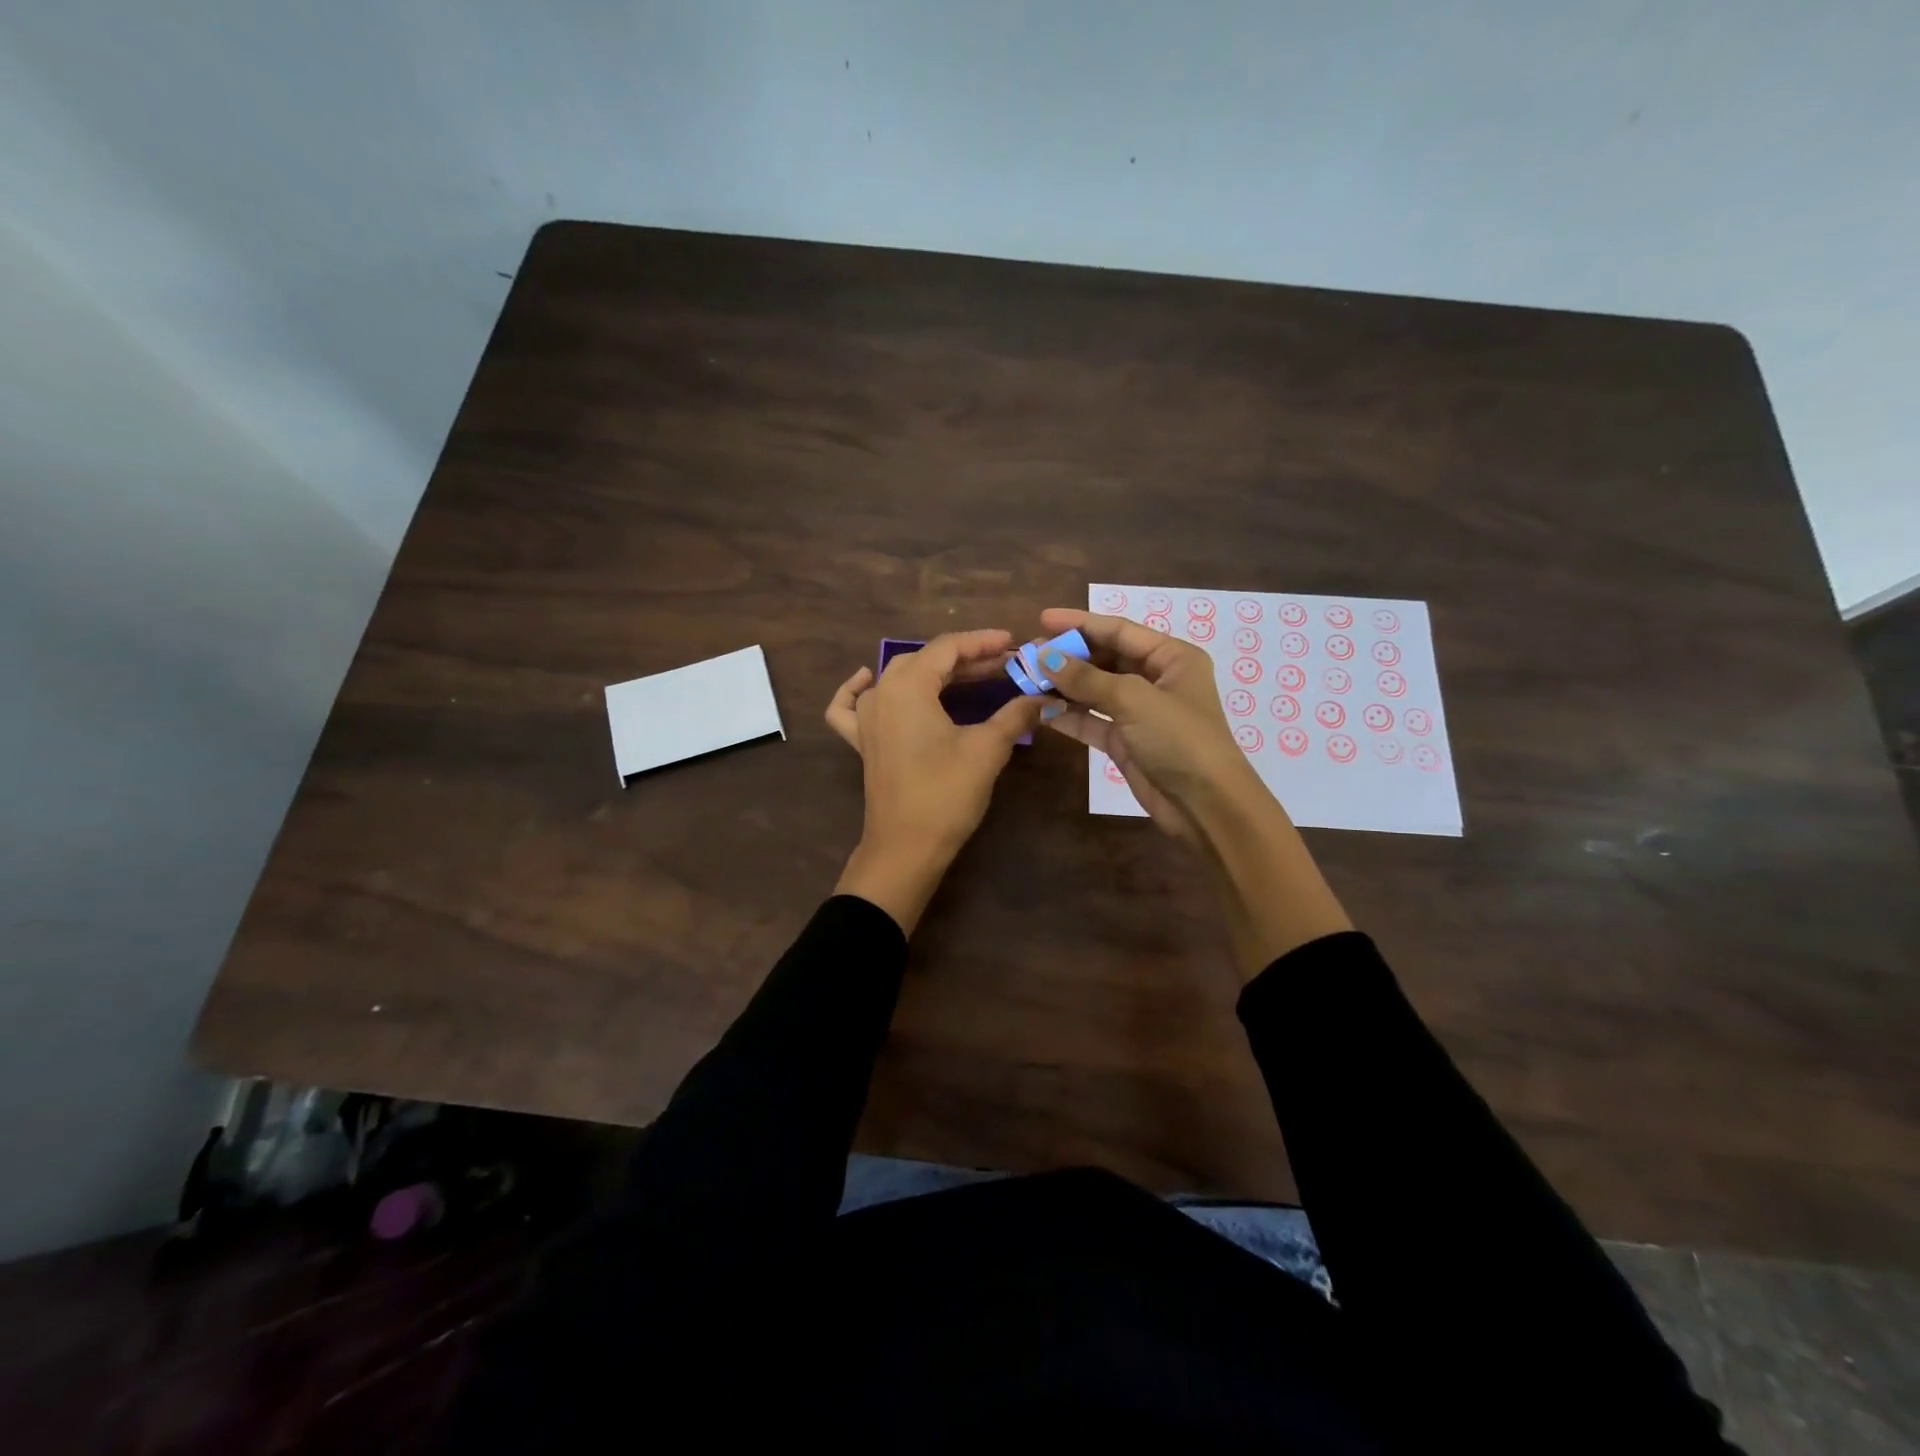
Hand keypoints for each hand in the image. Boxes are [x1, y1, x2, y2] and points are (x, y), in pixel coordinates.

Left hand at [825, 630, 1041, 931]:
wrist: (906, 848)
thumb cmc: (946, 793)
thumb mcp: (988, 749)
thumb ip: (1016, 715)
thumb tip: (1044, 697)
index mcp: (908, 687)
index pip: (948, 649)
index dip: (983, 642)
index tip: (1014, 643)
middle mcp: (881, 693)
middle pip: (925, 660)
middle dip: (966, 659)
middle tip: (1004, 665)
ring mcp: (866, 719)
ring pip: (897, 677)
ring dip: (933, 672)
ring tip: (970, 677)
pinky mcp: (862, 743)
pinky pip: (850, 706)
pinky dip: (856, 688)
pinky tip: (867, 680)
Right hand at [1034, 608, 1350, 974]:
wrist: (1205, 806)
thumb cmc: (1179, 739)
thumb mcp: (1134, 700)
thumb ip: (1087, 678)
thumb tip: (1045, 657)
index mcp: (1172, 658)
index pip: (1120, 630)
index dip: (1080, 623)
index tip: (1042, 619)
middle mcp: (1156, 680)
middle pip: (1105, 658)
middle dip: (1068, 657)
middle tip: (1029, 655)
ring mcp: (1139, 712)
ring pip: (1094, 691)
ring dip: (1063, 686)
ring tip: (1026, 679)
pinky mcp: (1125, 741)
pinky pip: (1091, 720)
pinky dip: (1067, 715)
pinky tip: (1039, 709)